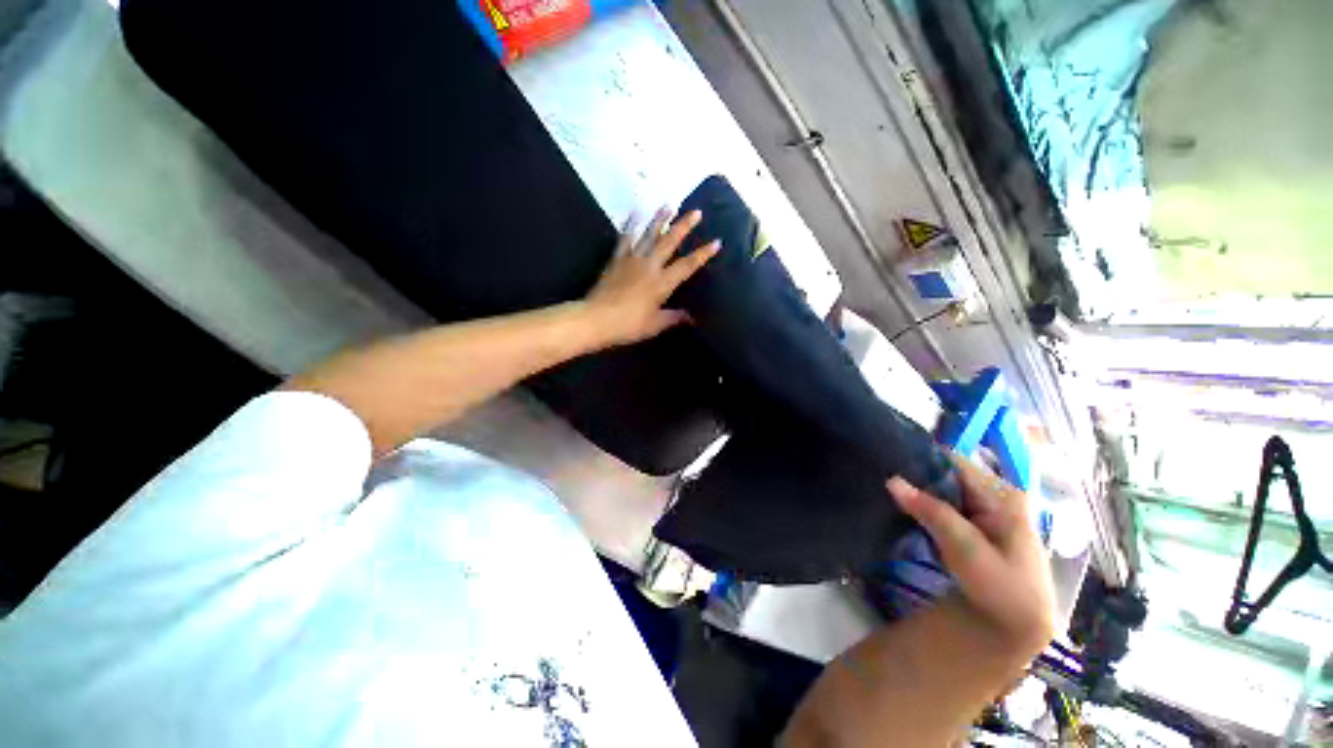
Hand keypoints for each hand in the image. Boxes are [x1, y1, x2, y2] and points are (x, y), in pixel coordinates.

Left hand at [583, 208, 719, 346]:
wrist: (597, 319)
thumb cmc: (628, 325)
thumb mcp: (655, 325)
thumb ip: (674, 318)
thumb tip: (692, 317)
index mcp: (662, 283)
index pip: (687, 266)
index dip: (703, 254)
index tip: (716, 241)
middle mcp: (650, 266)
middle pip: (669, 242)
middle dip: (684, 226)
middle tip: (695, 211)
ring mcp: (632, 260)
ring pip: (648, 235)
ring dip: (660, 219)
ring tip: (668, 205)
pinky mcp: (616, 259)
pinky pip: (625, 239)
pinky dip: (630, 225)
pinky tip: (634, 214)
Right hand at [887, 454, 1055, 652]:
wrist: (1020, 629)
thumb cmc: (1001, 591)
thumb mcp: (966, 550)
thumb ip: (932, 512)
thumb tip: (892, 480)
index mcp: (1003, 495)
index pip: (952, 461)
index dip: (920, 460)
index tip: (888, 464)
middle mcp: (997, 495)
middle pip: (948, 473)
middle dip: (917, 478)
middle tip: (884, 484)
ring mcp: (989, 509)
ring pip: (944, 489)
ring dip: (920, 494)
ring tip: (889, 495)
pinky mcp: (979, 524)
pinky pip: (947, 504)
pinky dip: (927, 507)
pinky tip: (908, 512)